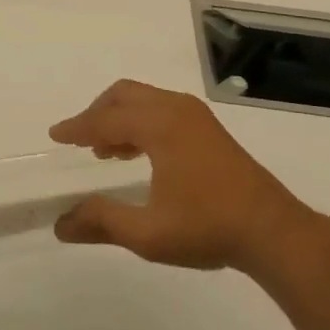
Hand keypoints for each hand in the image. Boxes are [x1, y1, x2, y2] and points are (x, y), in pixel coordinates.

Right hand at [49, 80, 315, 278]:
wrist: (274, 232)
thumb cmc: (209, 228)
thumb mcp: (149, 234)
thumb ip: (102, 222)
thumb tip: (60, 225)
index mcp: (159, 126)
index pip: (105, 120)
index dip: (77, 127)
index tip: (55, 135)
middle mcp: (175, 109)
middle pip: (123, 95)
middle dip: (96, 113)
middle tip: (79, 139)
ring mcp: (195, 115)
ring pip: (143, 99)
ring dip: (119, 116)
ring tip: (105, 150)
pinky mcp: (207, 127)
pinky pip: (161, 108)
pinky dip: (140, 120)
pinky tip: (138, 152)